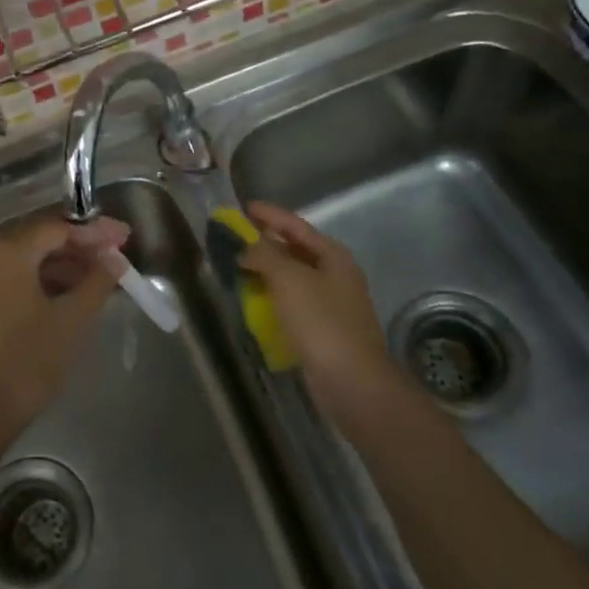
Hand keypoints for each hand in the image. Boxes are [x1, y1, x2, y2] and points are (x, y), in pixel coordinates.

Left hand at [0, 213, 129, 435]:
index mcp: (8, 251)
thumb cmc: (26, 361)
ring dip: (61, 266)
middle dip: (80, 248)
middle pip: (40, 240)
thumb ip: (97, 282)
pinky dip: (39, 281)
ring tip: (97, 280)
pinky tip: (66, 295)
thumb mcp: (71, 320)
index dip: (94, 232)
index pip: (58, 228)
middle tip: (115, 257)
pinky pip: (11, 277)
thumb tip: (114, 260)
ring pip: (25, 260)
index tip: (124, 237)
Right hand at [237, 202, 396, 420]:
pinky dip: (274, 296)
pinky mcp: (324, 328)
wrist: (352, 381)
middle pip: (296, 250)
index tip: (245, 207)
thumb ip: (264, 255)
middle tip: (236, 239)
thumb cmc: (321, 321)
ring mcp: (332, 303)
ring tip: (239, 268)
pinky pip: (293, 302)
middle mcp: (336, 274)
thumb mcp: (288, 279)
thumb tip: (246, 249)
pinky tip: (255, 301)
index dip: (270, 215)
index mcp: (333, 256)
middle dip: (266, 243)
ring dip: (268, 271)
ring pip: (294, 277)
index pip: (296, 226)